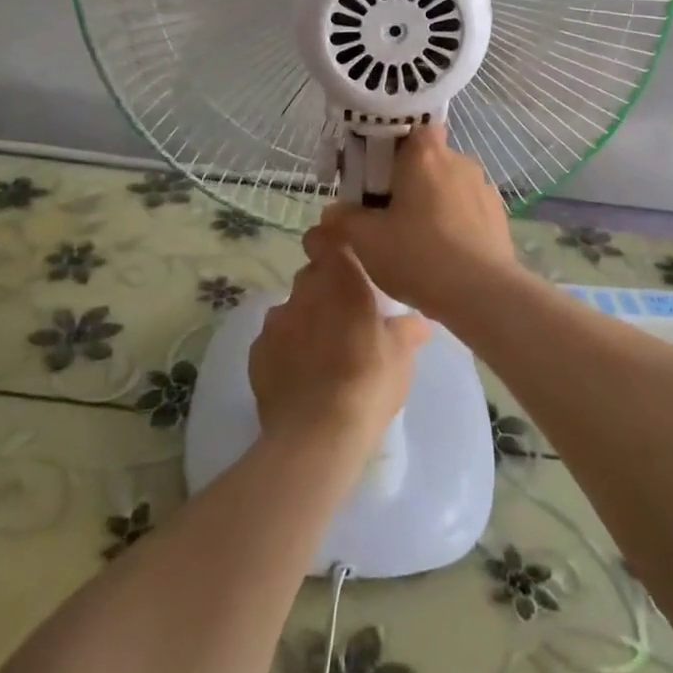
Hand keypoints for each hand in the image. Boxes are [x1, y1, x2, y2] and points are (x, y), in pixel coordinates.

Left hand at [249, 245, 429, 457]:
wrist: (317, 434)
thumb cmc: (369, 381)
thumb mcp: (401, 356)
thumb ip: (406, 330)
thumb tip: (416, 321)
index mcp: (340, 278)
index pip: (325, 238)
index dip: (331, 245)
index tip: (345, 262)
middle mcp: (303, 290)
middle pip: (311, 277)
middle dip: (325, 291)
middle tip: (346, 319)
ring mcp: (275, 321)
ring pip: (292, 309)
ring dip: (305, 321)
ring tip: (322, 353)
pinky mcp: (256, 353)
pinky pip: (274, 341)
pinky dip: (286, 351)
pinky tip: (301, 376)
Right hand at [304, 124, 517, 318]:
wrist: (482, 294)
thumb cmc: (418, 256)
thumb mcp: (365, 240)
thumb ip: (343, 219)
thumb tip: (334, 211)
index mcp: (425, 154)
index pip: (412, 128)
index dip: (394, 146)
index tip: (378, 173)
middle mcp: (459, 161)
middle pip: (429, 159)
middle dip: (410, 179)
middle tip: (389, 212)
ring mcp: (483, 187)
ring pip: (450, 185)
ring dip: (434, 201)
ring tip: (418, 238)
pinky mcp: (499, 214)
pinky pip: (469, 208)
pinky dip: (455, 221)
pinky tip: (445, 252)